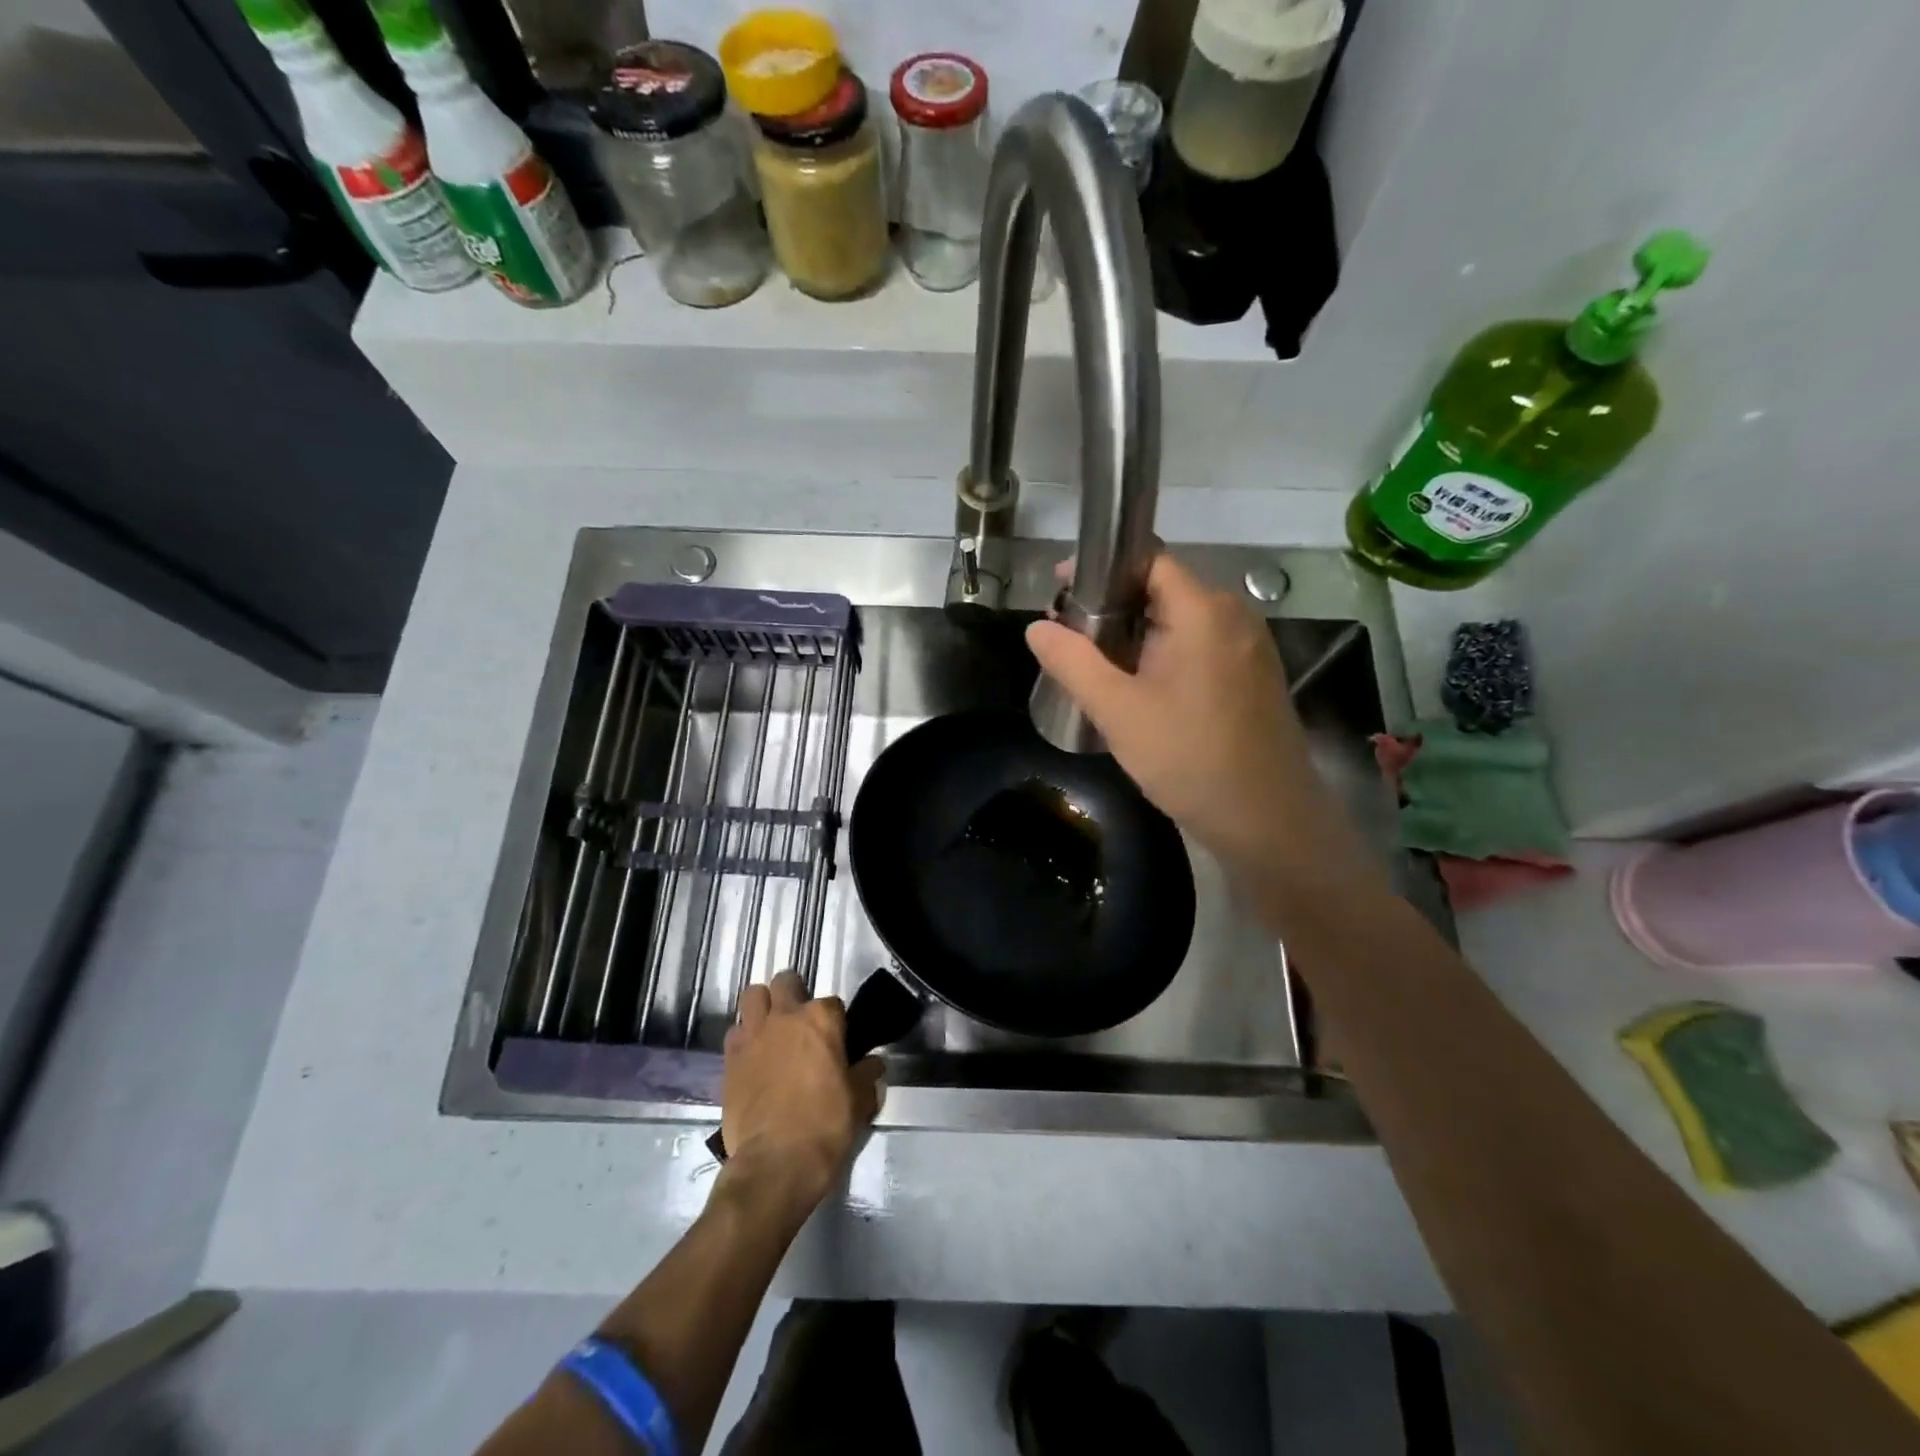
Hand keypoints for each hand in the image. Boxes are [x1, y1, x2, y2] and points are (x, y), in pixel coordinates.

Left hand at [719, 971, 881, 1215]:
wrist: (775, 1163)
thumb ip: (866, 1075)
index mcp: (822, 1019)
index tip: (837, 1042)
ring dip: (763, 1006)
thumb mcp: (860, 1101)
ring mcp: (753, 1034)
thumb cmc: (825, 1126)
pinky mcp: (729, 1058)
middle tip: (801, 1024)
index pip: (833, 1003)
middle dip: (794, 994)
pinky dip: (744, 1037)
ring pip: (753, 995)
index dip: (836, 1022)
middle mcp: (785, 1016)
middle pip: (786, 982)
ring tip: (772, 1030)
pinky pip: (734, 1031)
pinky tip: (753, 1057)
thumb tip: (873, 1064)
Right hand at [1026, 553, 1358, 876]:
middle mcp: (1233, 615)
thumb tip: (1036, 628)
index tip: (1061, 591)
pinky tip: (1139, 690)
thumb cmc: (1190, 758)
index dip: (1101, 568)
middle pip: (1162, 589)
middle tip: (1070, 639)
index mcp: (1203, 610)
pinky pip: (1200, 647)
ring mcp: (1249, 646)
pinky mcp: (1253, 675)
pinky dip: (1164, 655)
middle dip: (1112, 607)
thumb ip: (1073, 663)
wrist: (1268, 821)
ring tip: (1096, 667)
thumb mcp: (1118, 711)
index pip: (1147, 559)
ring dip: (1136, 635)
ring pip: (1180, 622)